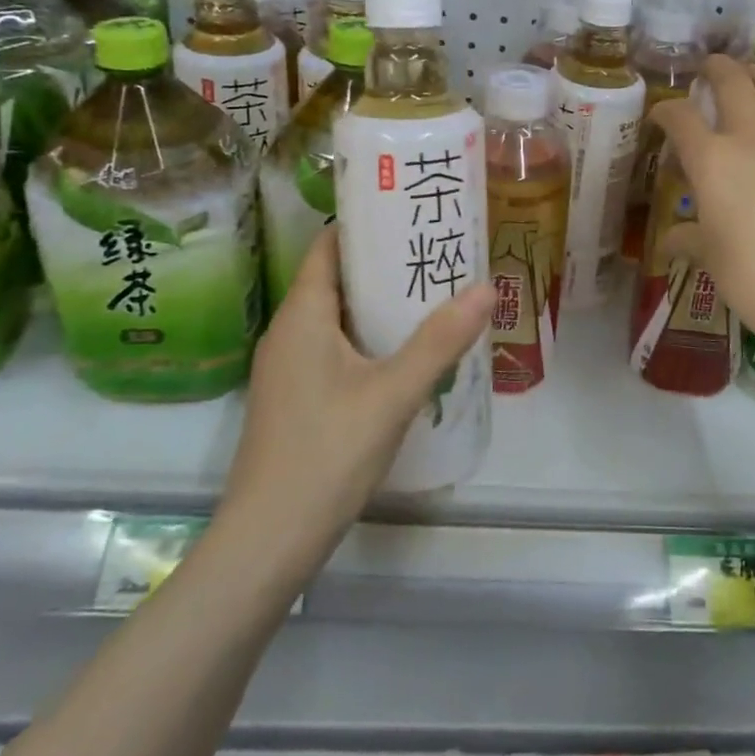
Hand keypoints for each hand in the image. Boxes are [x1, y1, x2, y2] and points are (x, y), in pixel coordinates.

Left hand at [224, 228, 495, 544]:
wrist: (267, 542)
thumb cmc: (326, 453)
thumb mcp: (393, 393)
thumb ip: (440, 340)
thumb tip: (487, 287)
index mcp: (302, 315)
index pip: (329, 246)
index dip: (367, 224)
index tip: (412, 212)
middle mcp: (289, 332)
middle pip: (337, 279)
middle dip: (385, 263)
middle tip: (437, 253)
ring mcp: (288, 368)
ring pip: (337, 317)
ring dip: (379, 303)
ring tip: (432, 294)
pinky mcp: (296, 398)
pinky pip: (334, 348)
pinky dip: (369, 337)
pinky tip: (406, 353)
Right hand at [650, 56, 754, 356]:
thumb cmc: (750, 274)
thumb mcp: (710, 256)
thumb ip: (688, 238)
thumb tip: (671, 241)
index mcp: (712, 160)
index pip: (681, 117)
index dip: (665, 110)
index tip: (660, 115)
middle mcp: (750, 139)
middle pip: (732, 82)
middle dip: (715, 68)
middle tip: (707, 67)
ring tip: (746, 72)